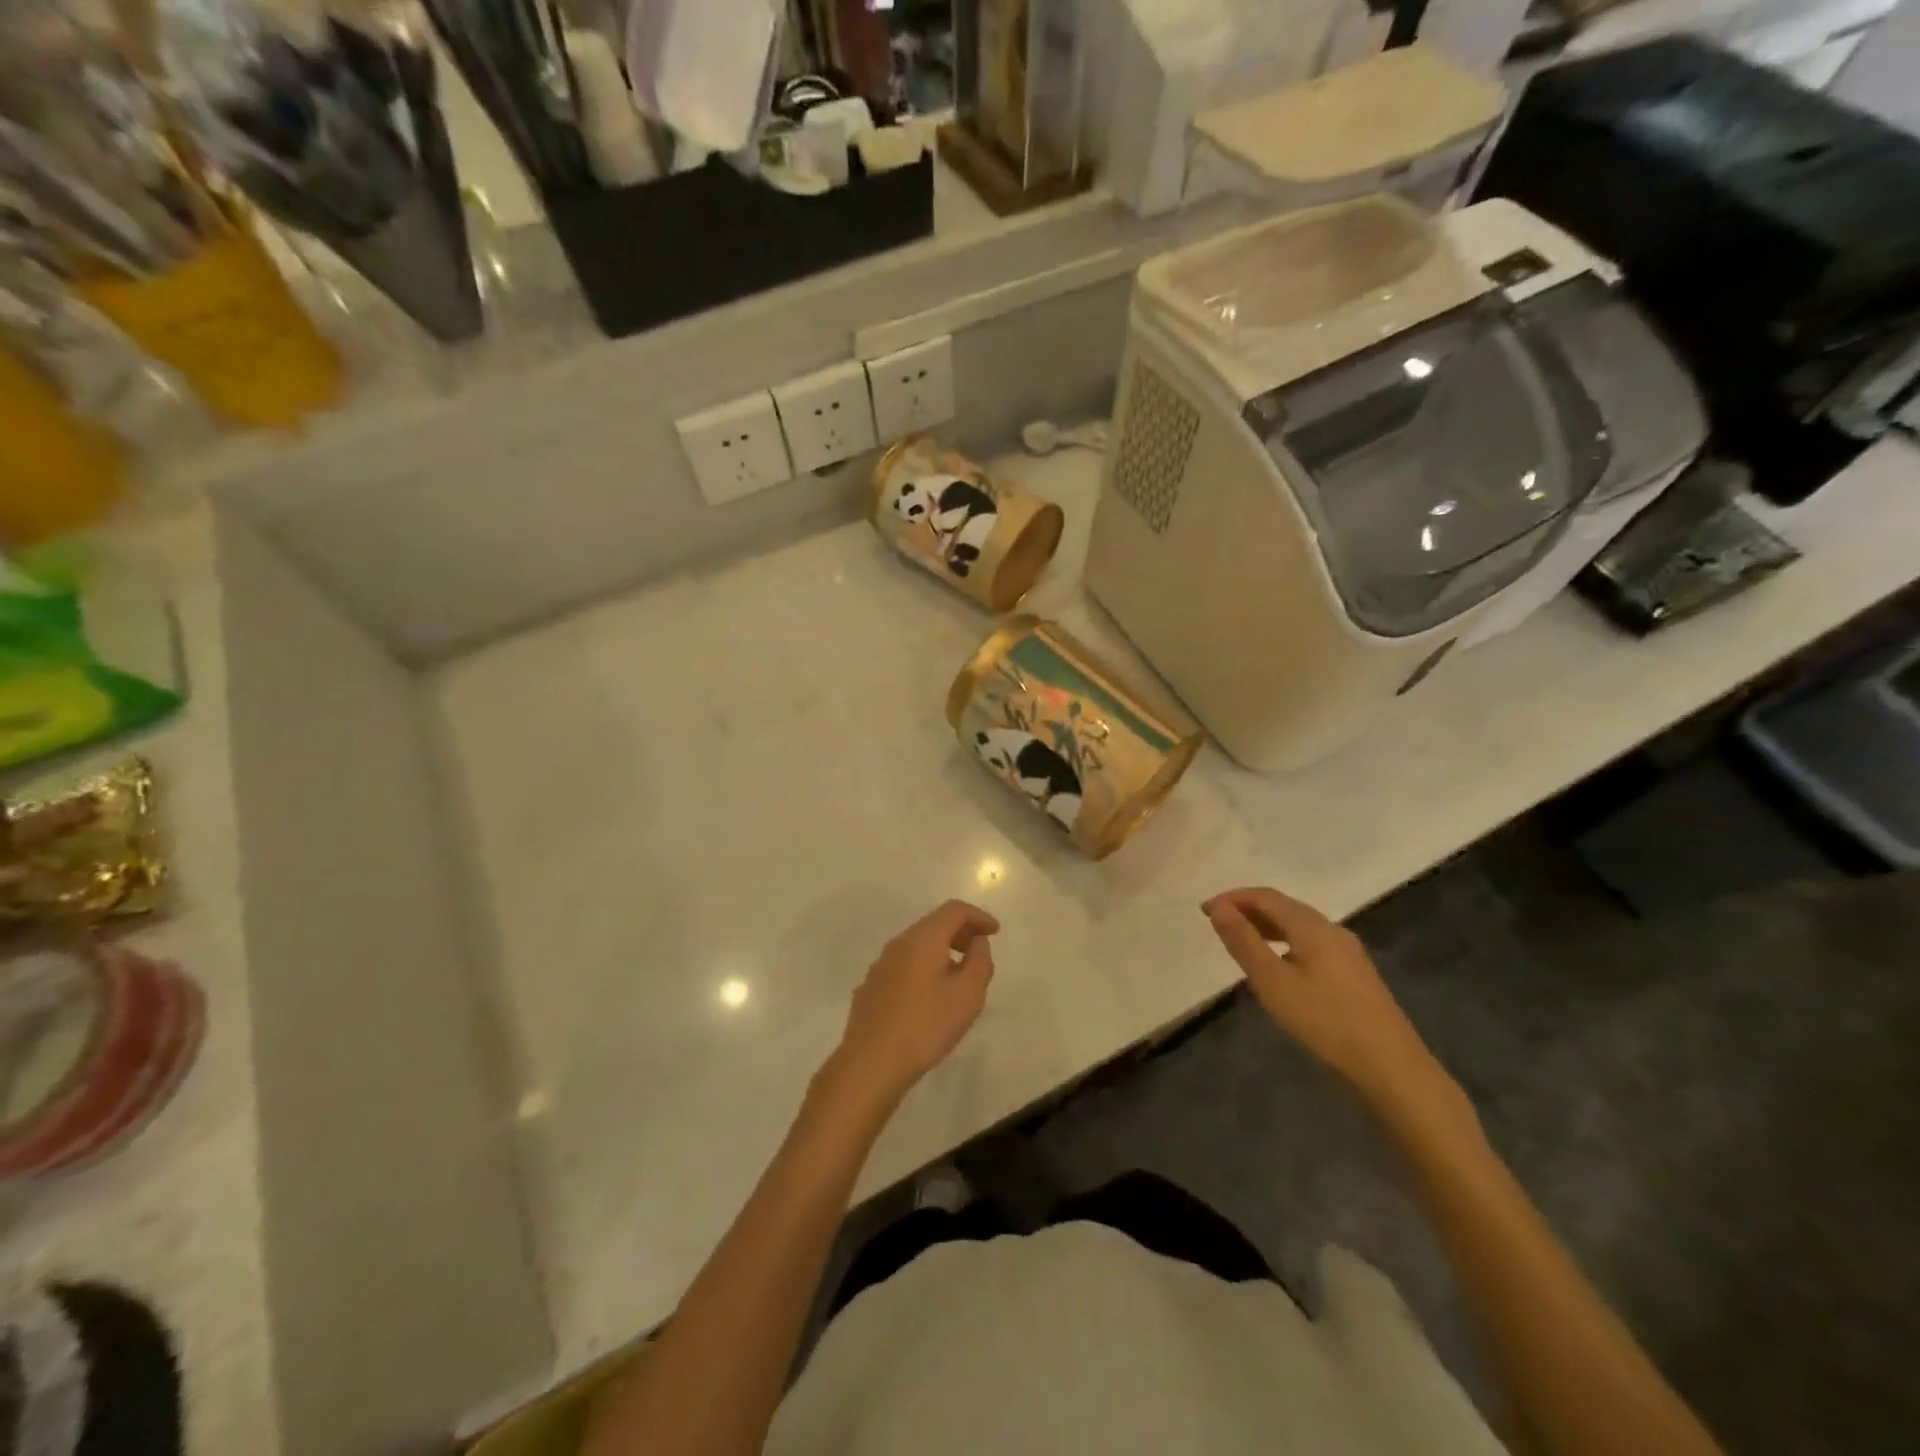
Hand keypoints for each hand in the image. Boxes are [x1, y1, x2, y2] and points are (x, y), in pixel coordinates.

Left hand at [827, 900, 998, 1106]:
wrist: (870, 1064)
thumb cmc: (925, 1026)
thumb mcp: (967, 995)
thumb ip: (979, 962)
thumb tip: (977, 942)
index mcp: (922, 939)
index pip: (953, 910)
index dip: (978, 916)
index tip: (995, 932)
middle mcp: (898, 944)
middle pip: (933, 925)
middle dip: (960, 932)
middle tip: (980, 952)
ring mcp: (880, 966)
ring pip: (917, 946)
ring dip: (942, 952)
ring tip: (959, 977)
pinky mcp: (871, 988)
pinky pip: (904, 966)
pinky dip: (924, 968)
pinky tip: (930, 997)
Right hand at [1202, 887, 1458, 1120]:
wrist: (1391, 1066)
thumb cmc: (1324, 1020)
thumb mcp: (1272, 981)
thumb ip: (1243, 941)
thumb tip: (1218, 907)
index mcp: (1311, 926)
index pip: (1266, 897)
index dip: (1233, 898)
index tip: (1205, 910)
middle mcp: (1332, 929)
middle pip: (1284, 907)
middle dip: (1248, 909)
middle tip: (1218, 924)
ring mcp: (1348, 951)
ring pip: (1299, 925)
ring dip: (1266, 926)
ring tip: (1241, 941)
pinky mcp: (1355, 972)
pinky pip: (1311, 942)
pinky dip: (1284, 941)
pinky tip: (1278, 964)